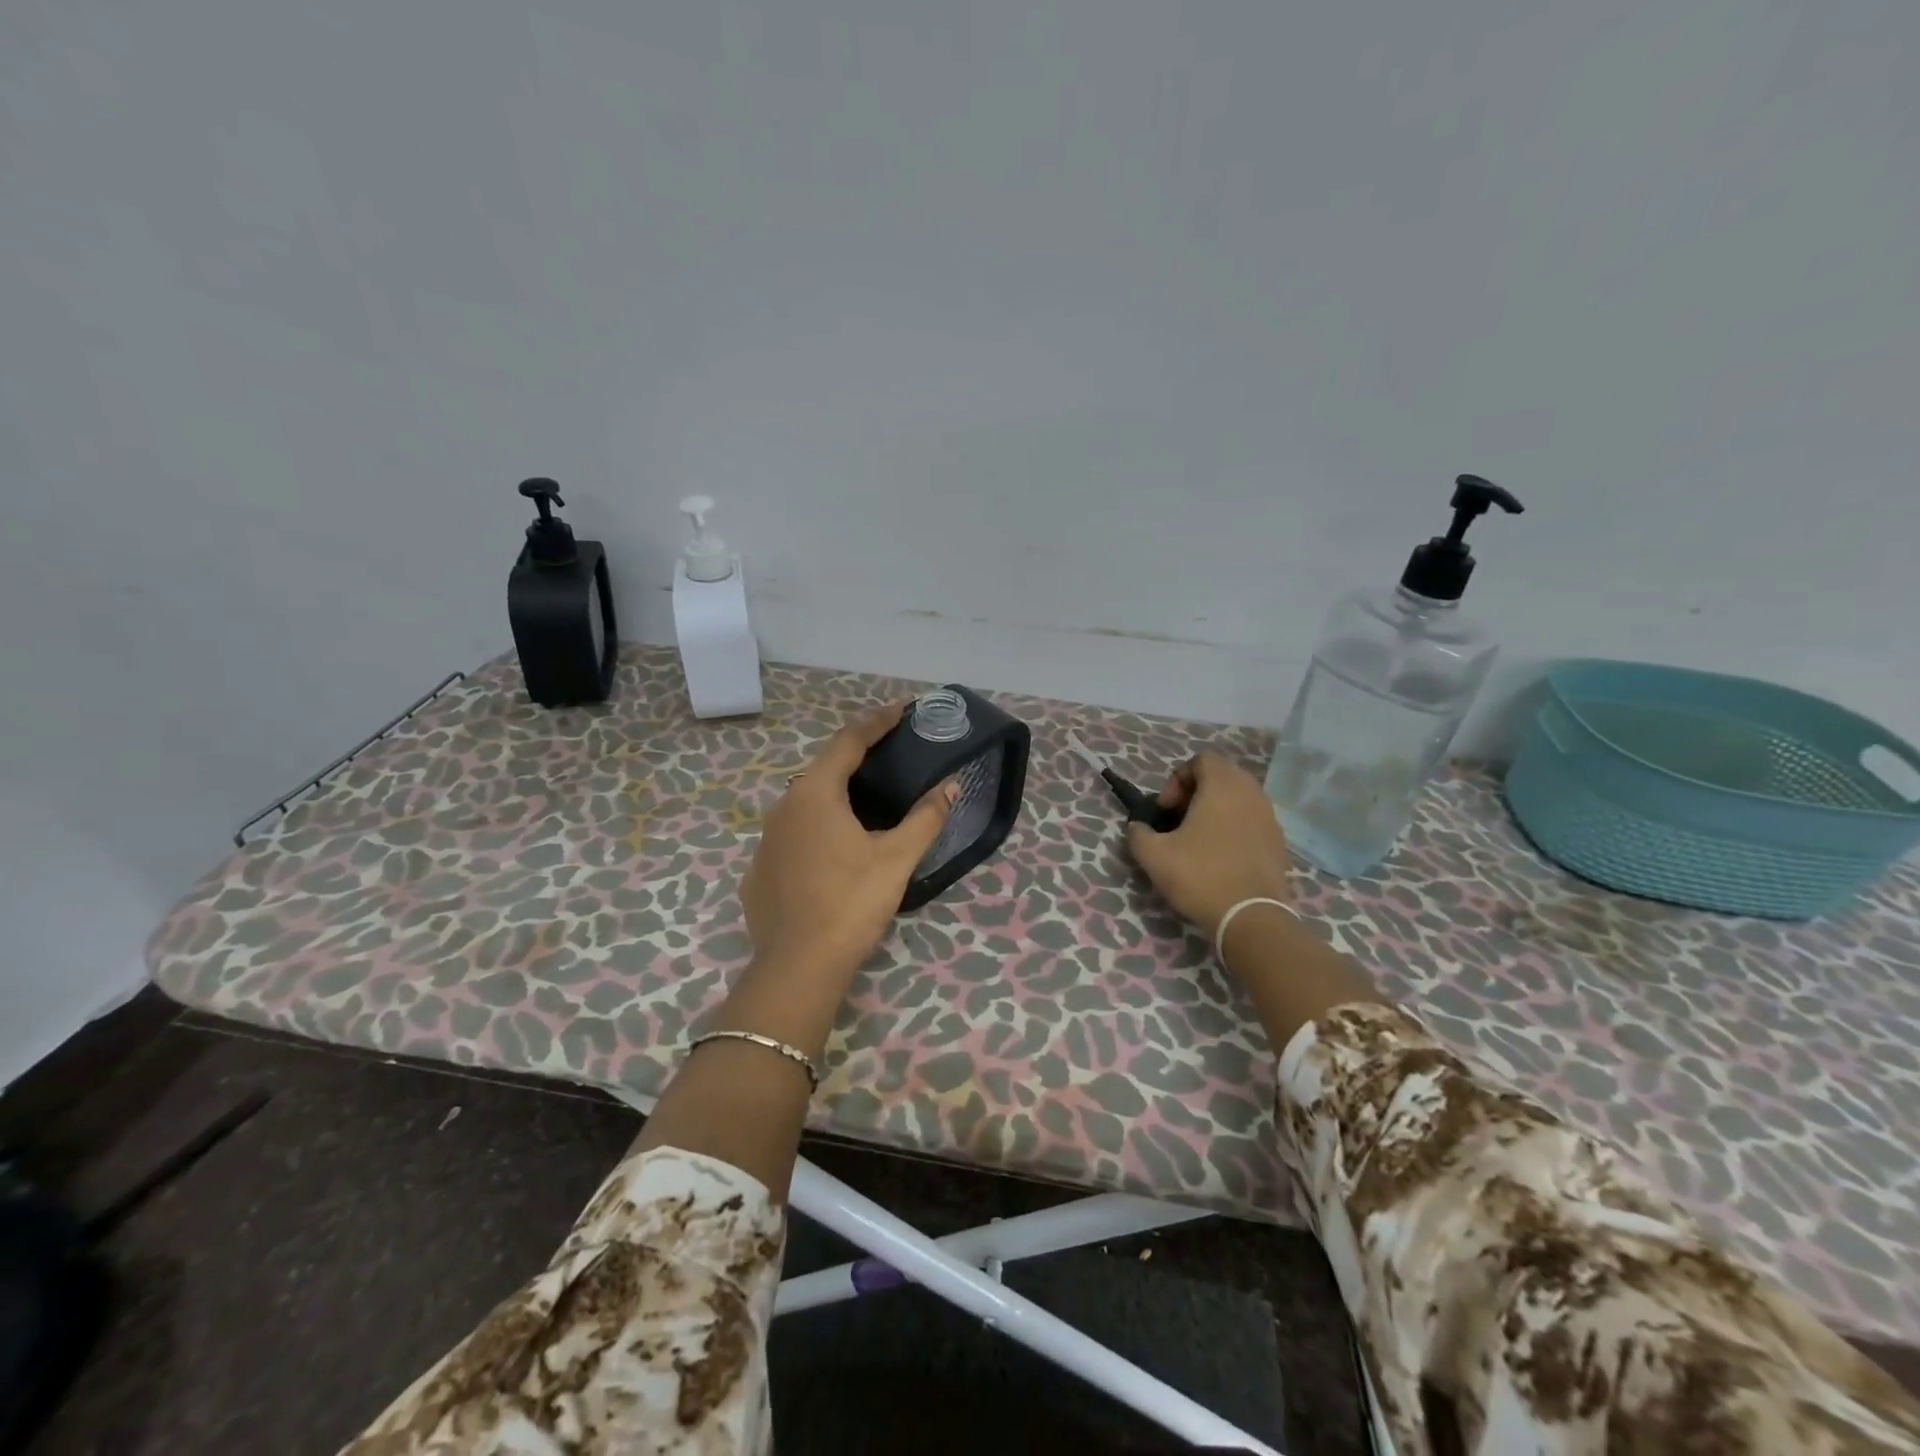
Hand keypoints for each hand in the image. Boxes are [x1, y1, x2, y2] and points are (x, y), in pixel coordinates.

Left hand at [741, 701, 956, 986]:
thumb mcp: (897, 858)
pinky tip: (835, 852)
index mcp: (815, 794)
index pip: (848, 742)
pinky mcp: (759, 870)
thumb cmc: (851, 902)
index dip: (876, 722)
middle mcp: (784, 807)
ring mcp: (766, 840)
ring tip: (867, 803)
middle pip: (824, 770)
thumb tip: (952, 786)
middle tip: (889, 756)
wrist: (798, 966)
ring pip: (805, 804)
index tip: (900, 710)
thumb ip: (926, 817)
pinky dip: (817, 831)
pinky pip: (792, 836)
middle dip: (856, 758)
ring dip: (835, 796)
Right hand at [1125, 752, 1292, 940]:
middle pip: (1221, 776)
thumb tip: (1137, 828)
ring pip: (1238, 798)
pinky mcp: (1279, 841)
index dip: (1177, 779)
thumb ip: (1138, 834)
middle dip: (1195, 793)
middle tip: (1178, 821)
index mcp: (1222, 787)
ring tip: (1197, 839)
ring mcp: (1269, 817)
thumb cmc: (1201, 876)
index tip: (1166, 810)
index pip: (1201, 760)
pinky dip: (1233, 827)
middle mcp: (1251, 793)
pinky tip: (1220, 857)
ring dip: (1215, 810)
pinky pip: (1251, 820)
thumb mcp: (1153, 855)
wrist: (1251, 918)